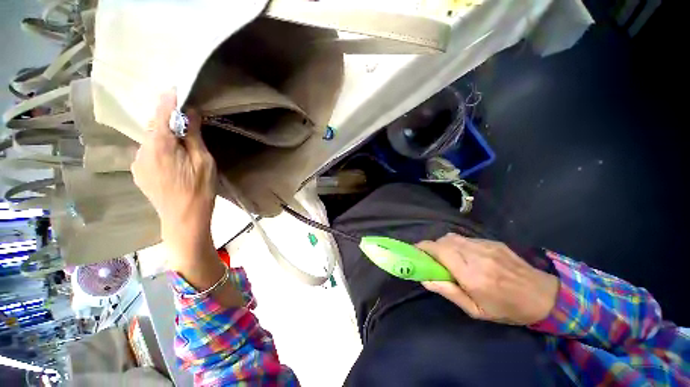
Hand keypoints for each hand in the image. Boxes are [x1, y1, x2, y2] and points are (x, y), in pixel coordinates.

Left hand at [131, 90, 216, 266]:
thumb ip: (193, 136)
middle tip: (184, 119)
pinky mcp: (138, 173)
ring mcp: (137, 163)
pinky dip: (158, 148)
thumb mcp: (203, 161)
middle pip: (154, 126)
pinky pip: (147, 152)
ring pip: (150, 140)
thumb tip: (190, 113)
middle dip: (167, 119)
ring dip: (163, 135)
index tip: (174, 89)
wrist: (183, 219)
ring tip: (180, 143)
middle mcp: (142, 150)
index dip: (169, 100)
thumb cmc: (199, 190)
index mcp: (160, 145)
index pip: (162, 113)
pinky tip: (171, 159)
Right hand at [417, 233, 558, 324]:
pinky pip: (466, 239)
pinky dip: (458, 244)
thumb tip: (426, 279)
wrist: (544, 296)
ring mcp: (486, 246)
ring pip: (453, 237)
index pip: (439, 250)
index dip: (424, 247)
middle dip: (433, 246)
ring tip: (448, 257)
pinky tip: (466, 256)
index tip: (415, 251)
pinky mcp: (493, 242)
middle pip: (444, 240)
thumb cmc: (507, 308)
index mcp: (471, 274)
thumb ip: (449, 292)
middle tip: (432, 258)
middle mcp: (476, 255)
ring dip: (444, 244)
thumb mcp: (476, 310)